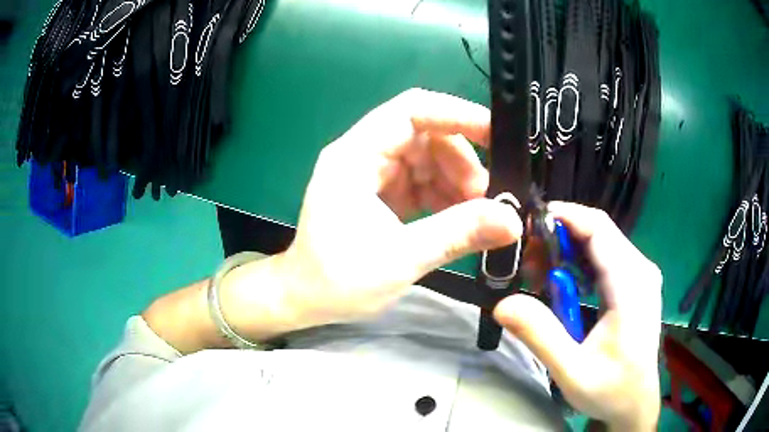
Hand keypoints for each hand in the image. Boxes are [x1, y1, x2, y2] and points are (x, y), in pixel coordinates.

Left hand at [223, 89, 522, 336]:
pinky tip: (460, 219)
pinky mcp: (381, 193)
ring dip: (457, 181)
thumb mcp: (401, 258)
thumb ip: (458, 234)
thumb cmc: (337, 281)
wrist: (304, 299)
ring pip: (428, 159)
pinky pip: (422, 181)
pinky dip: (445, 196)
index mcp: (355, 157)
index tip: (494, 135)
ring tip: (477, 214)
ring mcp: (372, 174)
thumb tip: (511, 221)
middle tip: (486, 197)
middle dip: (461, 161)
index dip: (455, 114)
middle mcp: (363, 155)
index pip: (410, 112)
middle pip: (424, 135)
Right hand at [494, 202, 661, 430]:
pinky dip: (580, 262)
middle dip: (559, 237)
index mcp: (632, 284)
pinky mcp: (636, 283)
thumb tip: (503, 303)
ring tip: (540, 276)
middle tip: (527, 263)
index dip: (564, 217)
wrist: (634, 402)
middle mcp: (640, 269)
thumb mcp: (571, 371)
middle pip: (599, 231)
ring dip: (568, 250)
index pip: (599, 228)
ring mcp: (641, 274)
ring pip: (601, 242)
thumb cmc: (609, 390)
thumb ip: (540, 336)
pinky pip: (606, 257)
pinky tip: (563, 284)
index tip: (528, 225)